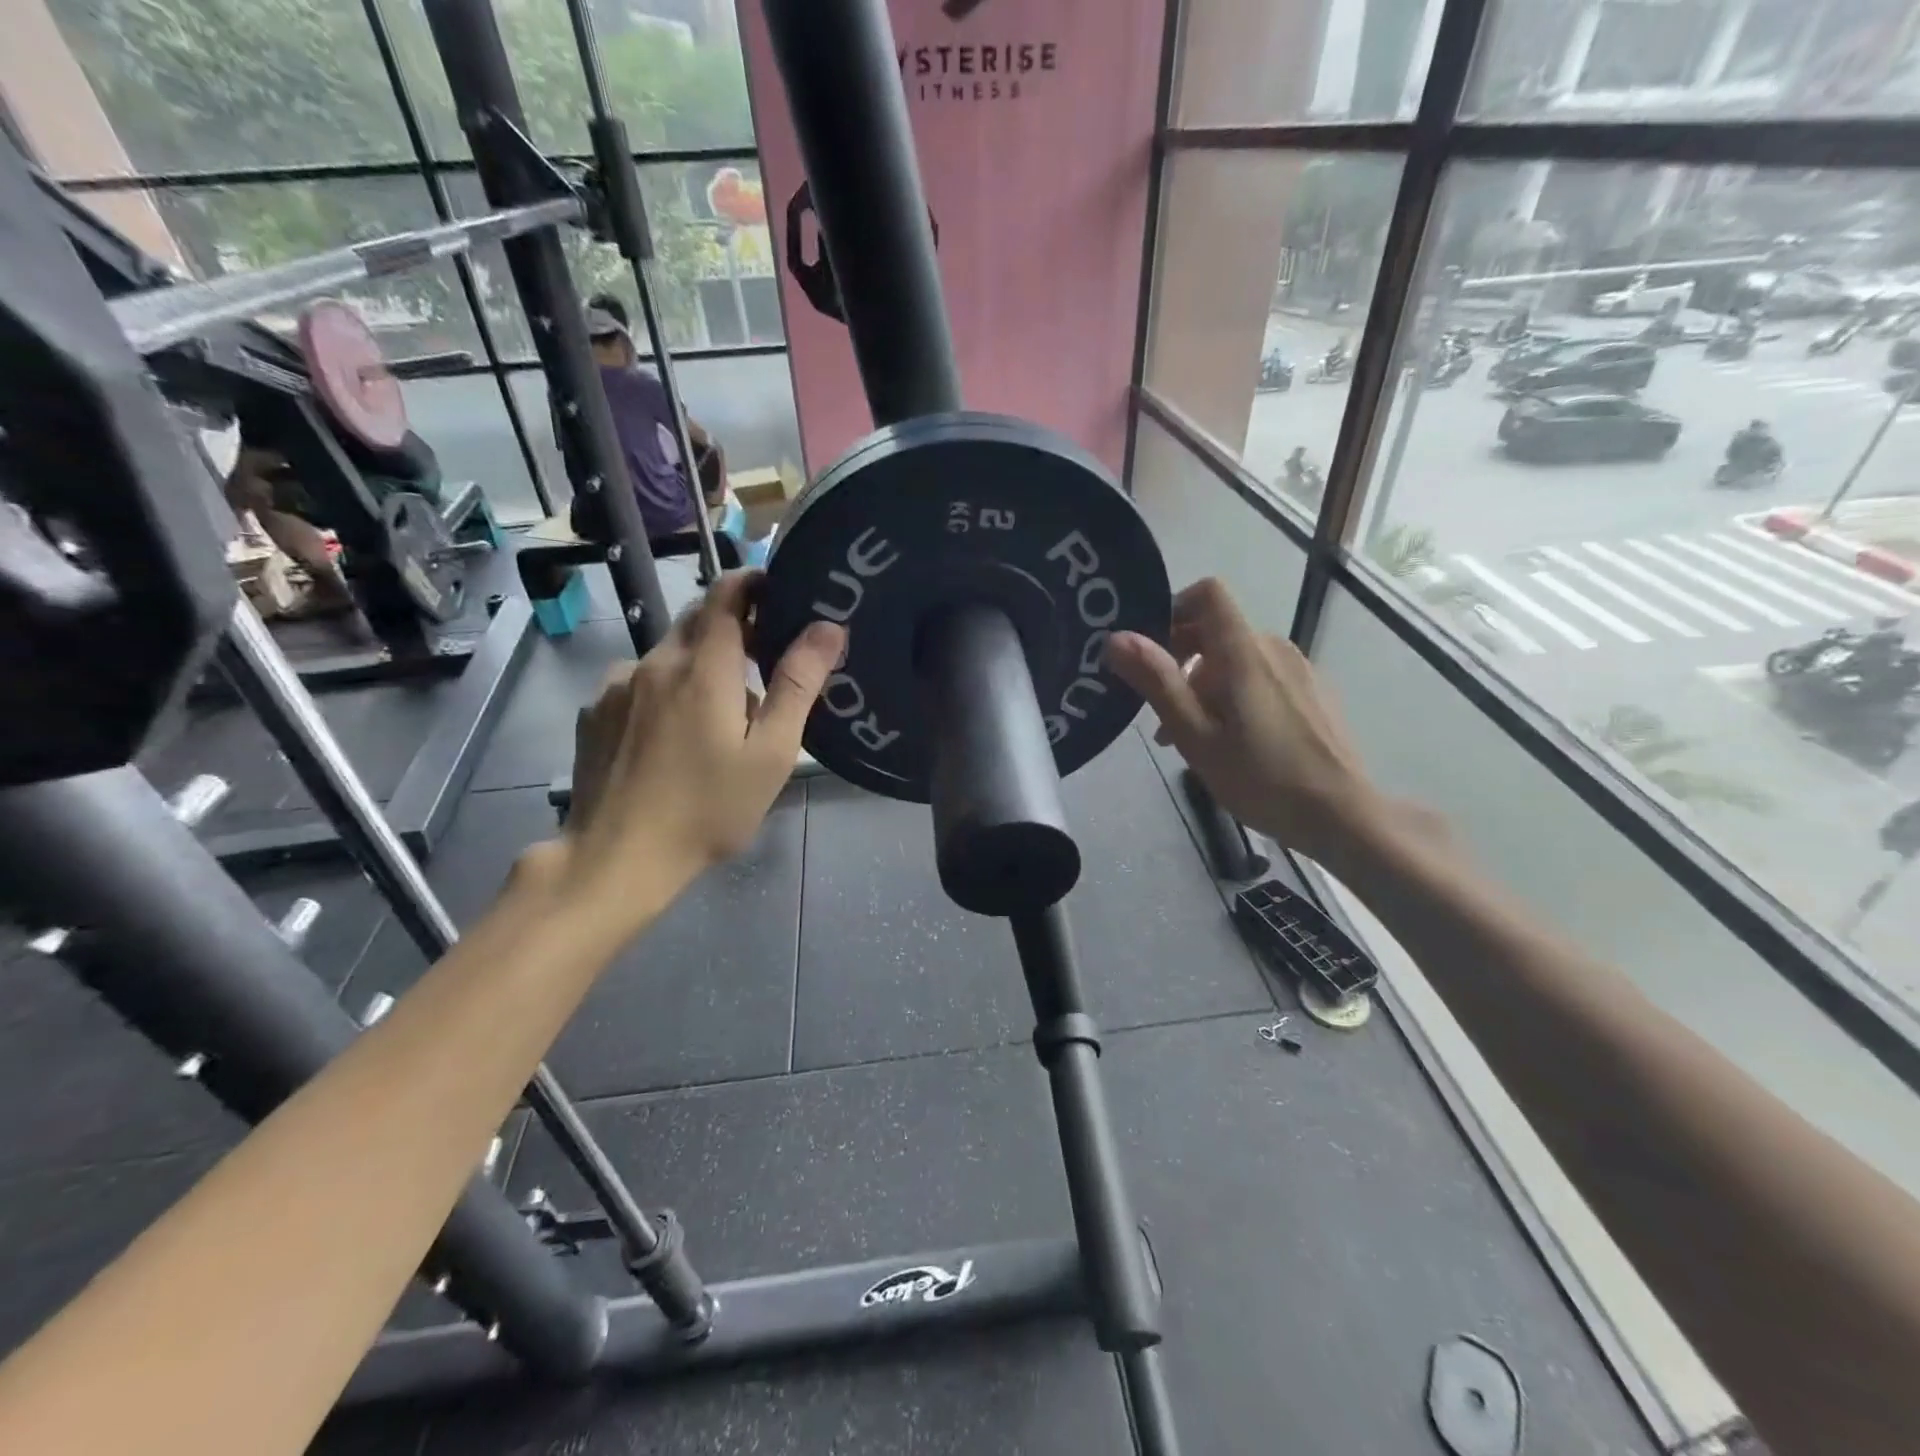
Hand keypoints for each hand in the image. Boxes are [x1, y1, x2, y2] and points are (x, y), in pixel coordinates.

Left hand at [561, 572, 843, 921]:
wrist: (616, 859)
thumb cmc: (708, 810)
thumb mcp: (770, 754)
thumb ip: (797, 685)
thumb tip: (827, 627)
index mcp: (703, 667)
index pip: (726, 594)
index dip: (753, 582)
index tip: (779, 594)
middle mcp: (654, 662)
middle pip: (697, 620)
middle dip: (733, 628)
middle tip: (763, 664)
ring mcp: (616, 686)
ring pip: (667, 654)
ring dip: (698, 665)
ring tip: (717, 715)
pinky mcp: (594, 712)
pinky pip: (637, 682)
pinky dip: (664, 691)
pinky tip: (670, 736)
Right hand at [1105, 577, 1387, 867]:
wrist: (1343, 814)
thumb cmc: (1261, 777)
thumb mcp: (1195, 735)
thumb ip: (1157, 682)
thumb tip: (1116, 637)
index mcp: (1244, 652)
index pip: (1209, 594)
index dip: (1175, 608)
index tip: (1152, 650)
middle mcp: (1274, 648)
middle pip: (1217, 630)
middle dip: (1181, 659)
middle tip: (1162, 711)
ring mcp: (1299, 669)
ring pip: (1237, 657)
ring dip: (1205, 683)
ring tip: (1191, 736)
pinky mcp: (1312, 691)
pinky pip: (1262, 676)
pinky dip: (1235, 693)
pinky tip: (1231, 741)